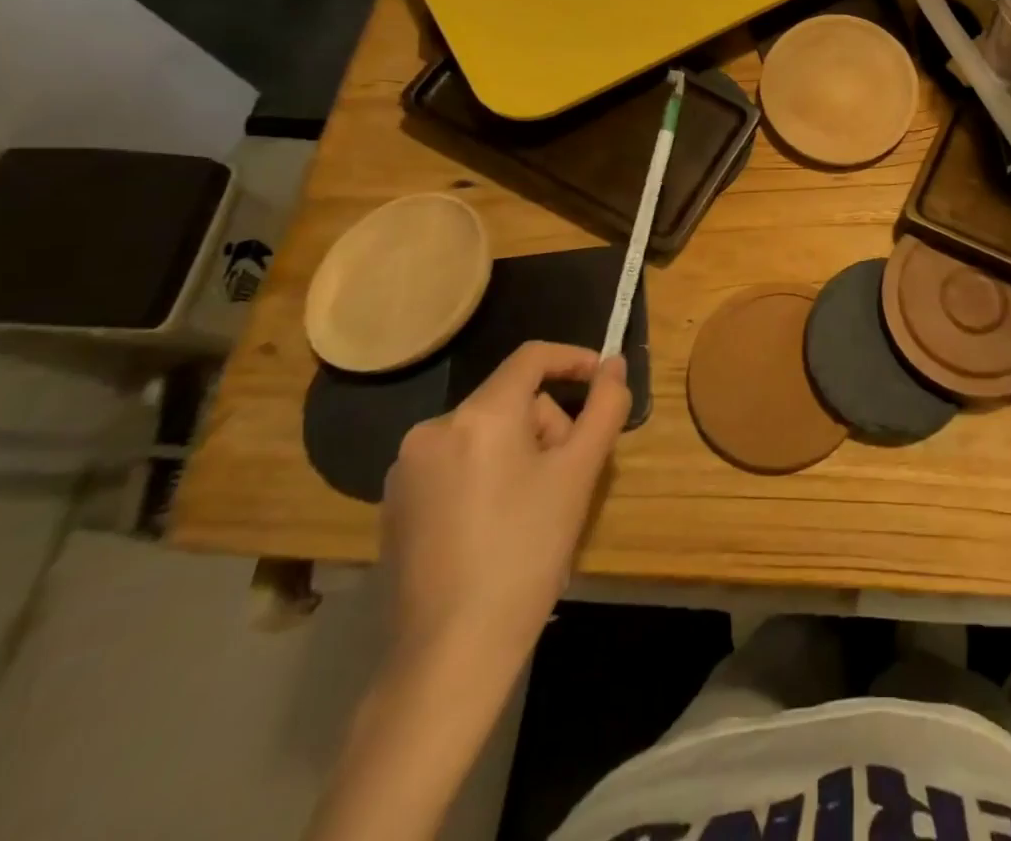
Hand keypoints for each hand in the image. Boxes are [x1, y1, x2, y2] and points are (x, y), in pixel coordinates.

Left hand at [381, 342, 630, 675]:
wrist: (450, 653)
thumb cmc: (527, 552)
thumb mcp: (580, 473)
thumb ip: (605, 406)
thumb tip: (615, 364)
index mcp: (479, 415)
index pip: (532, 358)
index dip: (574, 359)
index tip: (604, 379)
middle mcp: (433, 429)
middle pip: (511, 399)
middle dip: (548, 425)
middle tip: (569, 474)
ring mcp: (406, 469)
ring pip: (485, 432)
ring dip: (520, 451)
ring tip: (535, 506)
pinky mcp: (395, 504)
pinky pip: (456, 463)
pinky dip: (486, 474)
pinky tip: (498, 524)